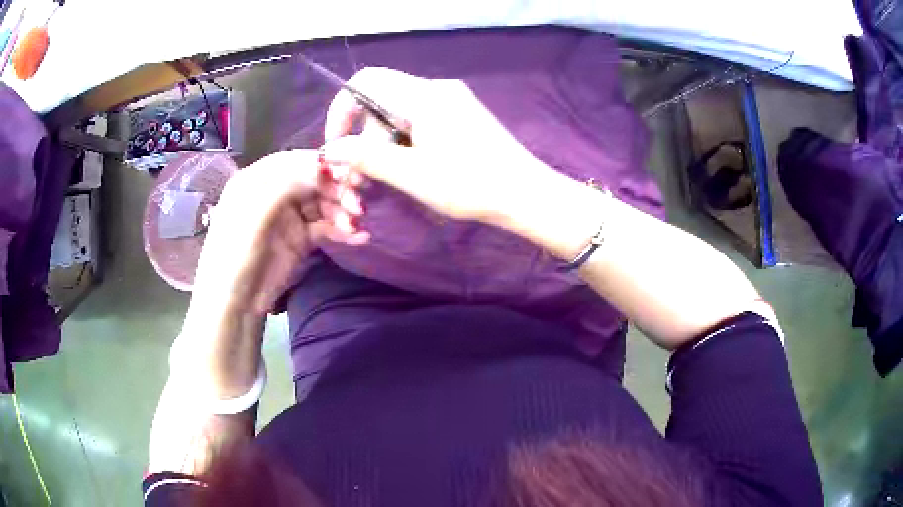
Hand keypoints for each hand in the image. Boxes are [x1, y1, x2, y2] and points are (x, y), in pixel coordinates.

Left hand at [191, 149, 367, 317]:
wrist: (235, 304)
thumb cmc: (236, 254)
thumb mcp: (254, 215)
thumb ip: (285, 186)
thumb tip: (322, 167)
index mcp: (256, 180)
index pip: (294, 161)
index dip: (321, 164)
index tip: (346, 173)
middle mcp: (274, 193)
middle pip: (312, 181)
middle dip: (336, 189)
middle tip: (358, 203)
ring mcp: (288, 217)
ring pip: (322, 204)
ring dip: (342, 211)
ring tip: (356, 224)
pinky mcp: (300, 239)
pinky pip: (326, 227)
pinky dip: (342, 231)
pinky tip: (359, 237)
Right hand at [320, 68, 550, 224]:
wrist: (525, 193)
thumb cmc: (469, 184)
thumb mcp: (412, 174)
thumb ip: (367, 158)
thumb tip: (330, 149)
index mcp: (423, 95)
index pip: (366, 81)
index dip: (342, 108)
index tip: (338, 143)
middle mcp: (437, 89)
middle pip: (381, 101)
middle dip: (363, 136)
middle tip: (361, 178)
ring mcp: (452, 101)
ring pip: (399, 113)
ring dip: (383, 144)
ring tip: (384, 180)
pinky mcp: (462, 116)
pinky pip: (419, 120)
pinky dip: (404, 141)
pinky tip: (409, 169)